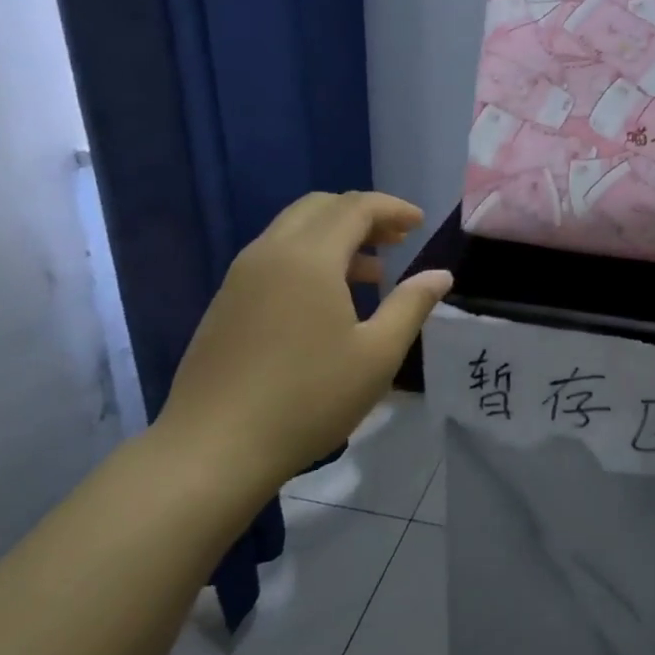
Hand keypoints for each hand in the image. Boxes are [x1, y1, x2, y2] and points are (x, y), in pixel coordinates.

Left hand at [154, 192, 451, 498]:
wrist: (214, 447)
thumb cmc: (308, 398)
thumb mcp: (377, 355)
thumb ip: (411, 305)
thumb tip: (440, 275)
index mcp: (309, 257)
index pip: (356, 207)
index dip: (393, 208)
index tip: (420, 223)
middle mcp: (270, 253)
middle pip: (320, 207)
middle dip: (363, 214)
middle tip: (397, 240)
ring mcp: (241, 276)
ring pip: (293, 231)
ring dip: (335, 236)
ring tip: (371, 272)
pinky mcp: (226, 302)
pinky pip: (274, 257)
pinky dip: (309, 257)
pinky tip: (326, 301)